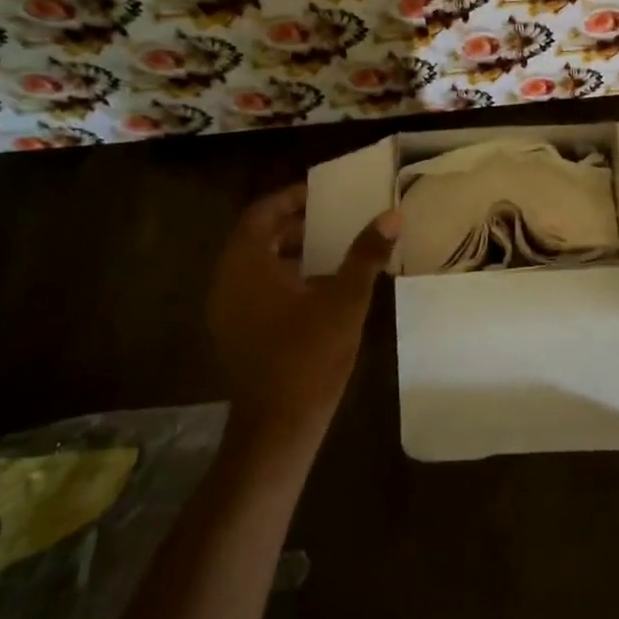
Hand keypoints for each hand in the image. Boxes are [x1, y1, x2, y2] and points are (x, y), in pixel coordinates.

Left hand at [207, 184, 398, 442]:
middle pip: (257, 237)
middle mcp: (228, 281)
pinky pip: (256, 288)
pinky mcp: (236, 332)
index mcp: (247, 265)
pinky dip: (283, 277)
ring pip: (257, 265)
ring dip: (290, 251)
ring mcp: (228, 309)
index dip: (290, 198)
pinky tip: (319, 288)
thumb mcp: (345, 300)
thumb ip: (366, 254)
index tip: (321, 193)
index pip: (261, 213)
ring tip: (332, 248)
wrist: (278, 425)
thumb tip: (390, 216)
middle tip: (333, 217)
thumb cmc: (309, 356)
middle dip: (294, 224)